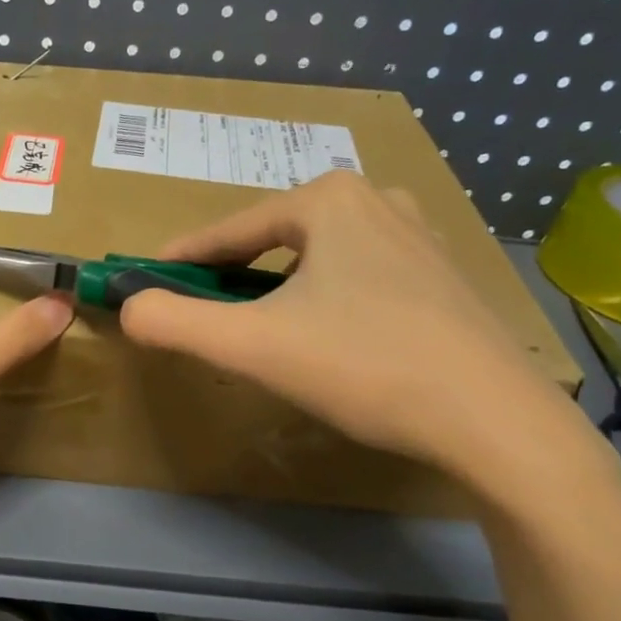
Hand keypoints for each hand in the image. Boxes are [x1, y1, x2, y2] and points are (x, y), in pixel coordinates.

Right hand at [118, 171, 599, 490]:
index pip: (230, 230)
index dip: (182, 258)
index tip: (148, 280)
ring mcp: (419, 236)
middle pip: (274, 241)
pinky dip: (326, 299)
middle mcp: (376, 201)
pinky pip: (359, 277)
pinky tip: (329, 338)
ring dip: (280, 287)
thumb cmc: (363, 366)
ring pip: (319, 259)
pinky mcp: (444, 275)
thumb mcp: (252, 346)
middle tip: (205, 313)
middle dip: (233, 274)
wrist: (493, 420)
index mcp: (328, 201)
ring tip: (262, 328)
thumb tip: (128, 307)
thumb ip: (175, 323)